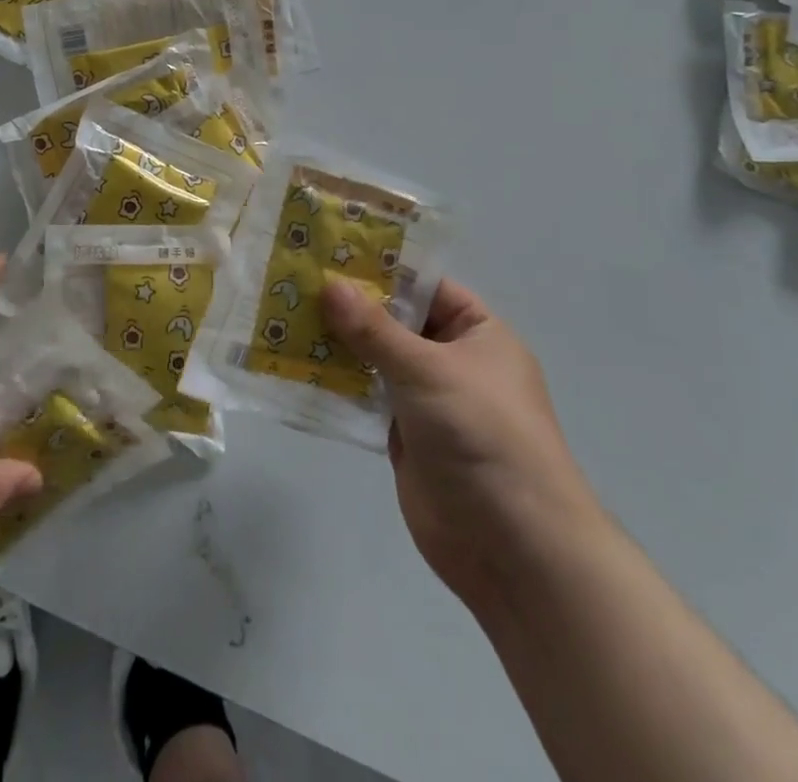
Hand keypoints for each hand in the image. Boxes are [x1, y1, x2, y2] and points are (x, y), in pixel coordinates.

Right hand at [321, 276, 597, 608]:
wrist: (512, 546)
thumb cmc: (482, 434)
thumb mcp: (427, 370)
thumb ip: (374, 329)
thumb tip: (329, 285)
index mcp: (478, 334)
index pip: (426, 287)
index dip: (382, 269)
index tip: (331, 252)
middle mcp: (454, 362)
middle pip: (396, 323)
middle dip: (351, 307)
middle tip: (297, 281)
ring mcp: (428, 401)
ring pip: (376, 360)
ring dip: (338, 345)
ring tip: (285, 317)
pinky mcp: (406, 436)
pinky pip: (367, 399)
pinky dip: (338, 385)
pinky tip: (296, 366)